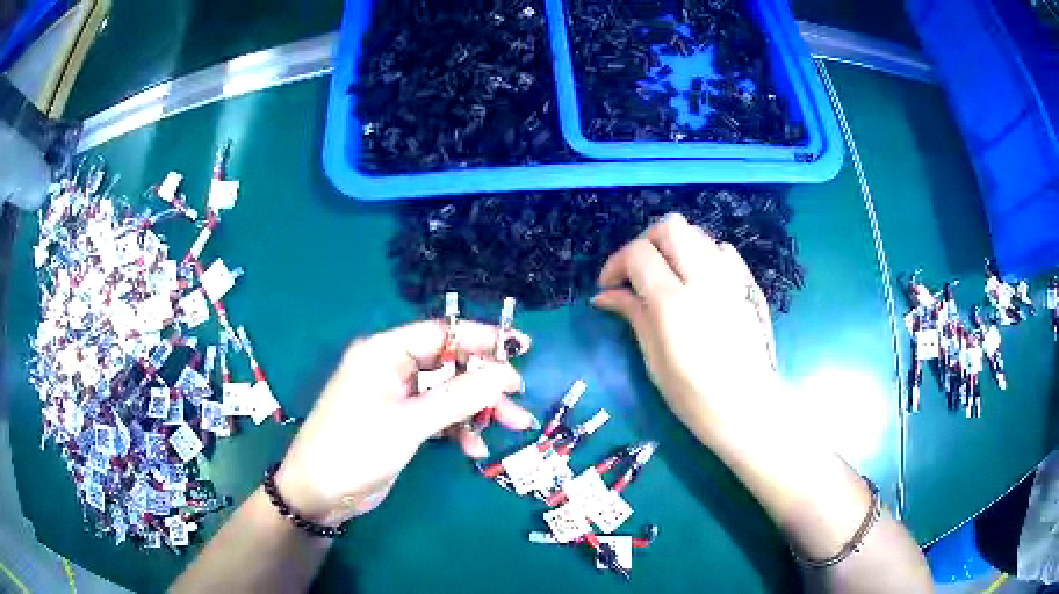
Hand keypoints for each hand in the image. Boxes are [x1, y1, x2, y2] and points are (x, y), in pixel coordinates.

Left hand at [275, 320, 535, 526]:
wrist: (321, 493)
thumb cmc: (356, 448)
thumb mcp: (409, 423)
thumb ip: (458, 397)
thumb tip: (505, 373)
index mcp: (384, 352)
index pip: (441, 334)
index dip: (482, 338)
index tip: (521, 347)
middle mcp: (391, 368)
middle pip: (449, 365)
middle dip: (485, 383)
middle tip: (519, 399)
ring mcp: (397, 397)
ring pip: (448, 393)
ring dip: (478, 410)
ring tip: (513, 426)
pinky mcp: (401, 422)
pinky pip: (439, 416)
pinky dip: (458, 429)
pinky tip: (474, 449)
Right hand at [591, 213, 779, 444]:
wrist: (749, 409)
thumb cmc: (695, 397)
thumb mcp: (654, 360)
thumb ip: (633, 316)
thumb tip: (605, 295)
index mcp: (674, 304)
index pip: (639, 253)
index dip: (617, 263)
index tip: (609, 286)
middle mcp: (705, 279)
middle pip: (670, 227)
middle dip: (645, 242)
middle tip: (636, 272)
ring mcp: (732, 278)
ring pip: (697, 233)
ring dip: (674, 246)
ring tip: (666, 276)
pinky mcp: (748, 284)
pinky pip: (721, 250)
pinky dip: (702, 255)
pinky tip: (698, 281)